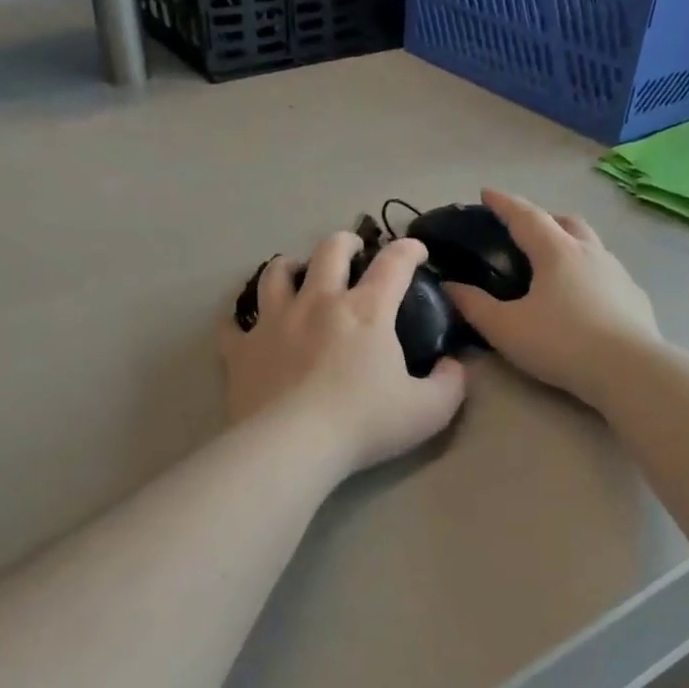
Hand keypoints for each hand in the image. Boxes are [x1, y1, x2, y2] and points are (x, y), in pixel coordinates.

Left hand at [221, 232, 466, 475]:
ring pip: (275, 274)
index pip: (394, 263)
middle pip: (329, 251)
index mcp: (367, 311)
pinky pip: (234, 325)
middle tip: (353, 251)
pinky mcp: (242, 349)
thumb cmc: (365, 423)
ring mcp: (274, 322)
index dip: (409, 250)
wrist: (293, 445)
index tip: (416, 252)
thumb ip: (451, 384)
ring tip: (295, 273)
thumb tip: (454, 365)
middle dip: (346, 243)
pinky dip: (241, 322)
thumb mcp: (428, 410)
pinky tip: (246, 327)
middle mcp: (318, 302)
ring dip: (289, 266)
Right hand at [443, 188, 659, 403]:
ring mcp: (617, 272)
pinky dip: (589, 273)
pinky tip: (584, 297)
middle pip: (565, 221)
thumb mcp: (505, 328)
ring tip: (554, 264)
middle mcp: (589, 252)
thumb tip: (449, 286)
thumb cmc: (560, 343)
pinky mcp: (635, 296)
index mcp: (556, 251)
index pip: (525, 215)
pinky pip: (607, 272)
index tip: (486, 193)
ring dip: (570, 243)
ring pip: (590, 244)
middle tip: (524, 231)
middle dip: (543, 218)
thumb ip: (474, 306)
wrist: (628, 370)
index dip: (503, 203)